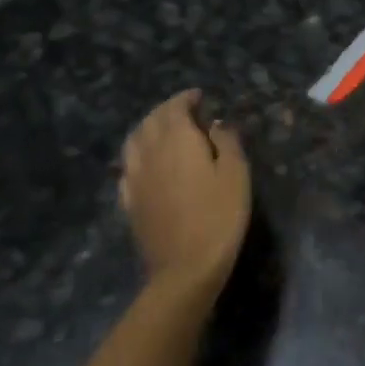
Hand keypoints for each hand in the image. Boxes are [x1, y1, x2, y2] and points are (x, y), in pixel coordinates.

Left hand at [119, 90, 250, 288]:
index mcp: (177, 140)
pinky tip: (147, 164)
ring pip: (134, 141)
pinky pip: (128, 167)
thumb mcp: (236, 174)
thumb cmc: (219, 216)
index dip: (186, 99)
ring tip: (163, 131)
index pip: (174, 108)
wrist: (185, 268)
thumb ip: (226, 141)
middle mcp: (150, 152)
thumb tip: (215, 124)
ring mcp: (135, 178)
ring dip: (148, 128)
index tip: (199, 97)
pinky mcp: (129, 201)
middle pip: (151, 121)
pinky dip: (138, 155)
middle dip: (166, 110)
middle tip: (185, 111)